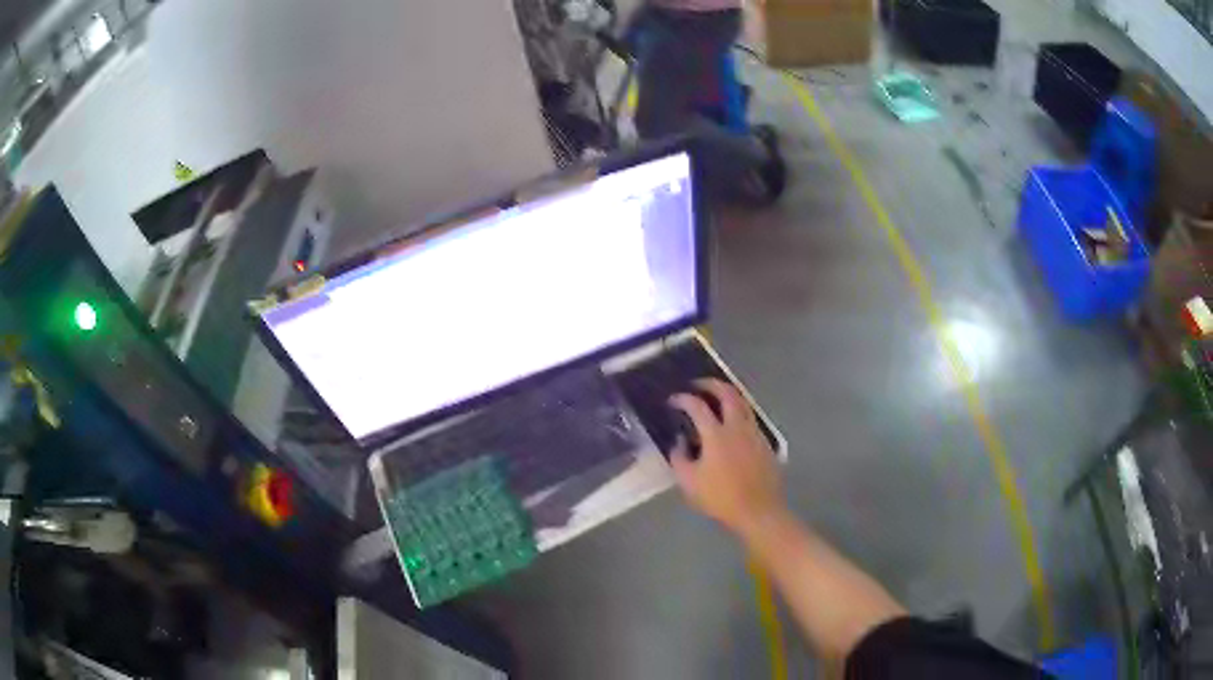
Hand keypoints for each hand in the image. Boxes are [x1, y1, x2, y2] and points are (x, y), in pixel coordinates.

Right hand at [669, 378, 782, 537]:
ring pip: (743, 402)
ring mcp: (754, 433)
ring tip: (716, 398)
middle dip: (710, 384)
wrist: (758, 510)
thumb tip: (678, 442)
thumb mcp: (689, 482)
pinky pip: (750, 417)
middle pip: (727, 393)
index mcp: (716, 434)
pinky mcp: (764, 442)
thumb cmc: (721, 497)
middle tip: (697, 385)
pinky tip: (731, 423)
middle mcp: (737, 427)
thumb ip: (679, 458)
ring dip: (728, 394)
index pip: (697, 406)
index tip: (673, 400)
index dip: (683, 399)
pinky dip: (738, 411)